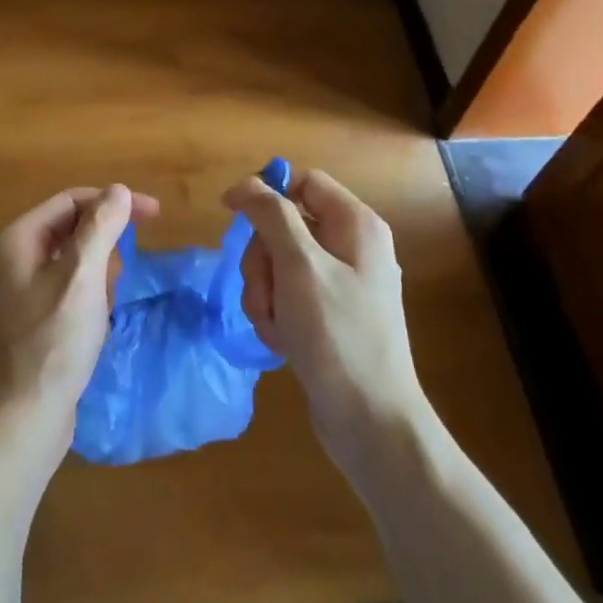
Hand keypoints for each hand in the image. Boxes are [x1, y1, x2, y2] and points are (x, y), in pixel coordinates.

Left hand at [0, 184, 159, 473]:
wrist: (24, 417)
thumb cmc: (53, 341)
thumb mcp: (83, 277)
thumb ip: (101, 227)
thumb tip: (119, 190)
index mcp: (18, 239)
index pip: (71, 201)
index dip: (113, 202)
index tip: (154, 215)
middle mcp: (14, 258)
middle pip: (71, 229)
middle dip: (104, 244)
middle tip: (123, 273)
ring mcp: (20, 289)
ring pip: (73, 260)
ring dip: (99, 274)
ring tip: (106, 303)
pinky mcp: (32, 317)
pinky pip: (68, 288)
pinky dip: (89, 295)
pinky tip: (98, 320)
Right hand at [222, 169, 431, 479]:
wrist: (369, 420)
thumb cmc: (336, 334)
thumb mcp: (299, 266)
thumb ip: (271, 216)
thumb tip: (247, 184)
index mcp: (355, 224)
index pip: (302, 183)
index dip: (266, 194)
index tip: (232, 215)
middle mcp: (351, 247)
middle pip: (283, 226)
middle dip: (263, 260)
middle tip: (268, 292)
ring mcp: (340, 283)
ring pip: (278, 264)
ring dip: (265, 293)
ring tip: (277, 326)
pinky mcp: (328, 315)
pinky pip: (287, 296)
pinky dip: (276, 315)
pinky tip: (284, 342)